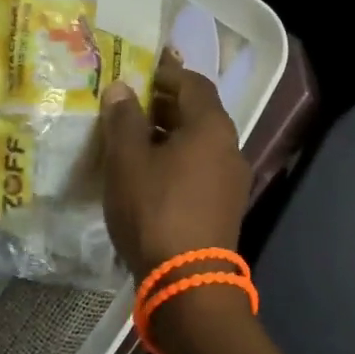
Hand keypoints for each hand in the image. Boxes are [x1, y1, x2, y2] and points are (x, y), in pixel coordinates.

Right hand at [100, 50, 250, 280]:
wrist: (188, 281)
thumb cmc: (155, 210)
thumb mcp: (128, 161)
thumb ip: (124, 119)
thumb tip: (122, 88)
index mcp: (212, 127)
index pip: (193, 83)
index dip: (166, 73)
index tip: (138, 72)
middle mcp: (230, 147)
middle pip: (198, 112)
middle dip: (164, 104)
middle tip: (129, 105)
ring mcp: (232, 179)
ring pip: (199, 142)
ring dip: (169, 134)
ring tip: (133, 140)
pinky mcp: (226, 205)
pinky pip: (201, 167)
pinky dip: (178, 159)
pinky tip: (151, 174)